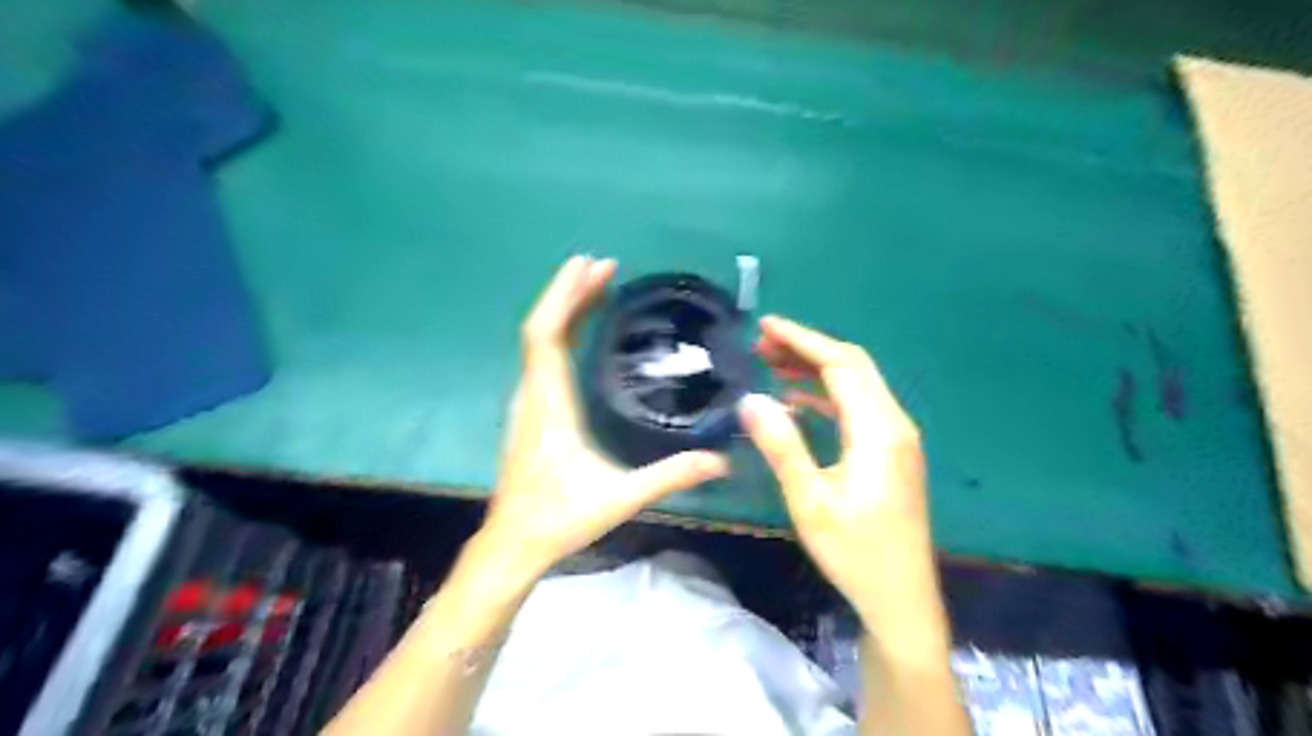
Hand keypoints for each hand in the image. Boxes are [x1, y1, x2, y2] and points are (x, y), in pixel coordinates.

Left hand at [481, 256, 726, 582]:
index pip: (546, 335)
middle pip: (542, 329)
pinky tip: (582, 332)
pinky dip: (562, 332)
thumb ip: (671, 476)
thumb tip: (721, 460)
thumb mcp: (620, 498)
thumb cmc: (559, 519)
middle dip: (570, 292)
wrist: (512, 544)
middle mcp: (534, 394)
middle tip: (604, 265)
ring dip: (565, 309)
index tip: (591, 267)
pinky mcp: (532, 413)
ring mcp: (529, 402)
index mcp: (550, 404)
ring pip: (539, 342)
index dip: (565, 296)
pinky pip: (543, 358)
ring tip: (597, 286)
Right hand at [738, 317, 933, 619]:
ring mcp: (896, 438)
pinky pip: (857, 408)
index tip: (766, 326)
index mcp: (878, 430)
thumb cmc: (855, 552)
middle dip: (807, 348)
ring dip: (816, 369)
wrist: (901, 598)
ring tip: (772, 364)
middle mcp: (894, 424)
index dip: (803, 340)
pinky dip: (826, 395)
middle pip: (852, 367)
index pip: (841, 365)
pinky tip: (797, 400)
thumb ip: (782, 446)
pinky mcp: (891, 453)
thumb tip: (750, 399)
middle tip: (762, 343)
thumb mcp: (810, 501)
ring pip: (856, 386)